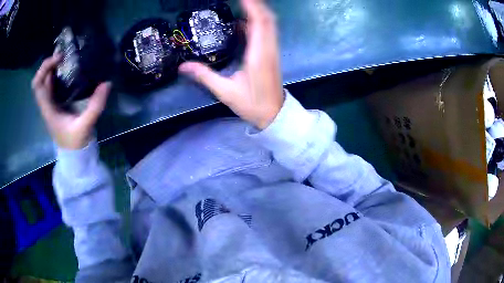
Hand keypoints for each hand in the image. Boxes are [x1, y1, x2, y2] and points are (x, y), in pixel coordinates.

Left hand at [32, 54, 110, 149]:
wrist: (75, 155)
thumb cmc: (76, 143)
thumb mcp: (85, 126)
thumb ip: (94, 106)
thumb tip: (107, 83)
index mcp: (48, 109)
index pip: (37, 85)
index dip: (44, 68)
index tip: (58, 59)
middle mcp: (47, 104)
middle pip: (41, 79)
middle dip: (50, 63)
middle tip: (65, 54)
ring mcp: (52, 104)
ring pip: (47, 81)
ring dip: (55, 67)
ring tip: (68, 57)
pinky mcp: (58, 104)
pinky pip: (54, 84)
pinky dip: (60, 74)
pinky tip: (70, 69)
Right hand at [179, 0, 282, 128]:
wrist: (275, 115)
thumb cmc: (252, 104)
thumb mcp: (226, 92)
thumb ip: (205, 76)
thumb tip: (182, 67)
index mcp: (258, 54)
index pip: (259, 22)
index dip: (252, 6)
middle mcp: (268, 48)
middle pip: (267, 18)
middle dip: (255, 4)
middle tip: (240, 0)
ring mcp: (272, 50)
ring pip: (269, 23)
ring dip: (257, 11)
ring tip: (242, 4)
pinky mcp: (271, 53)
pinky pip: (267, 31)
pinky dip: (257, 22)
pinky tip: (243, 22)